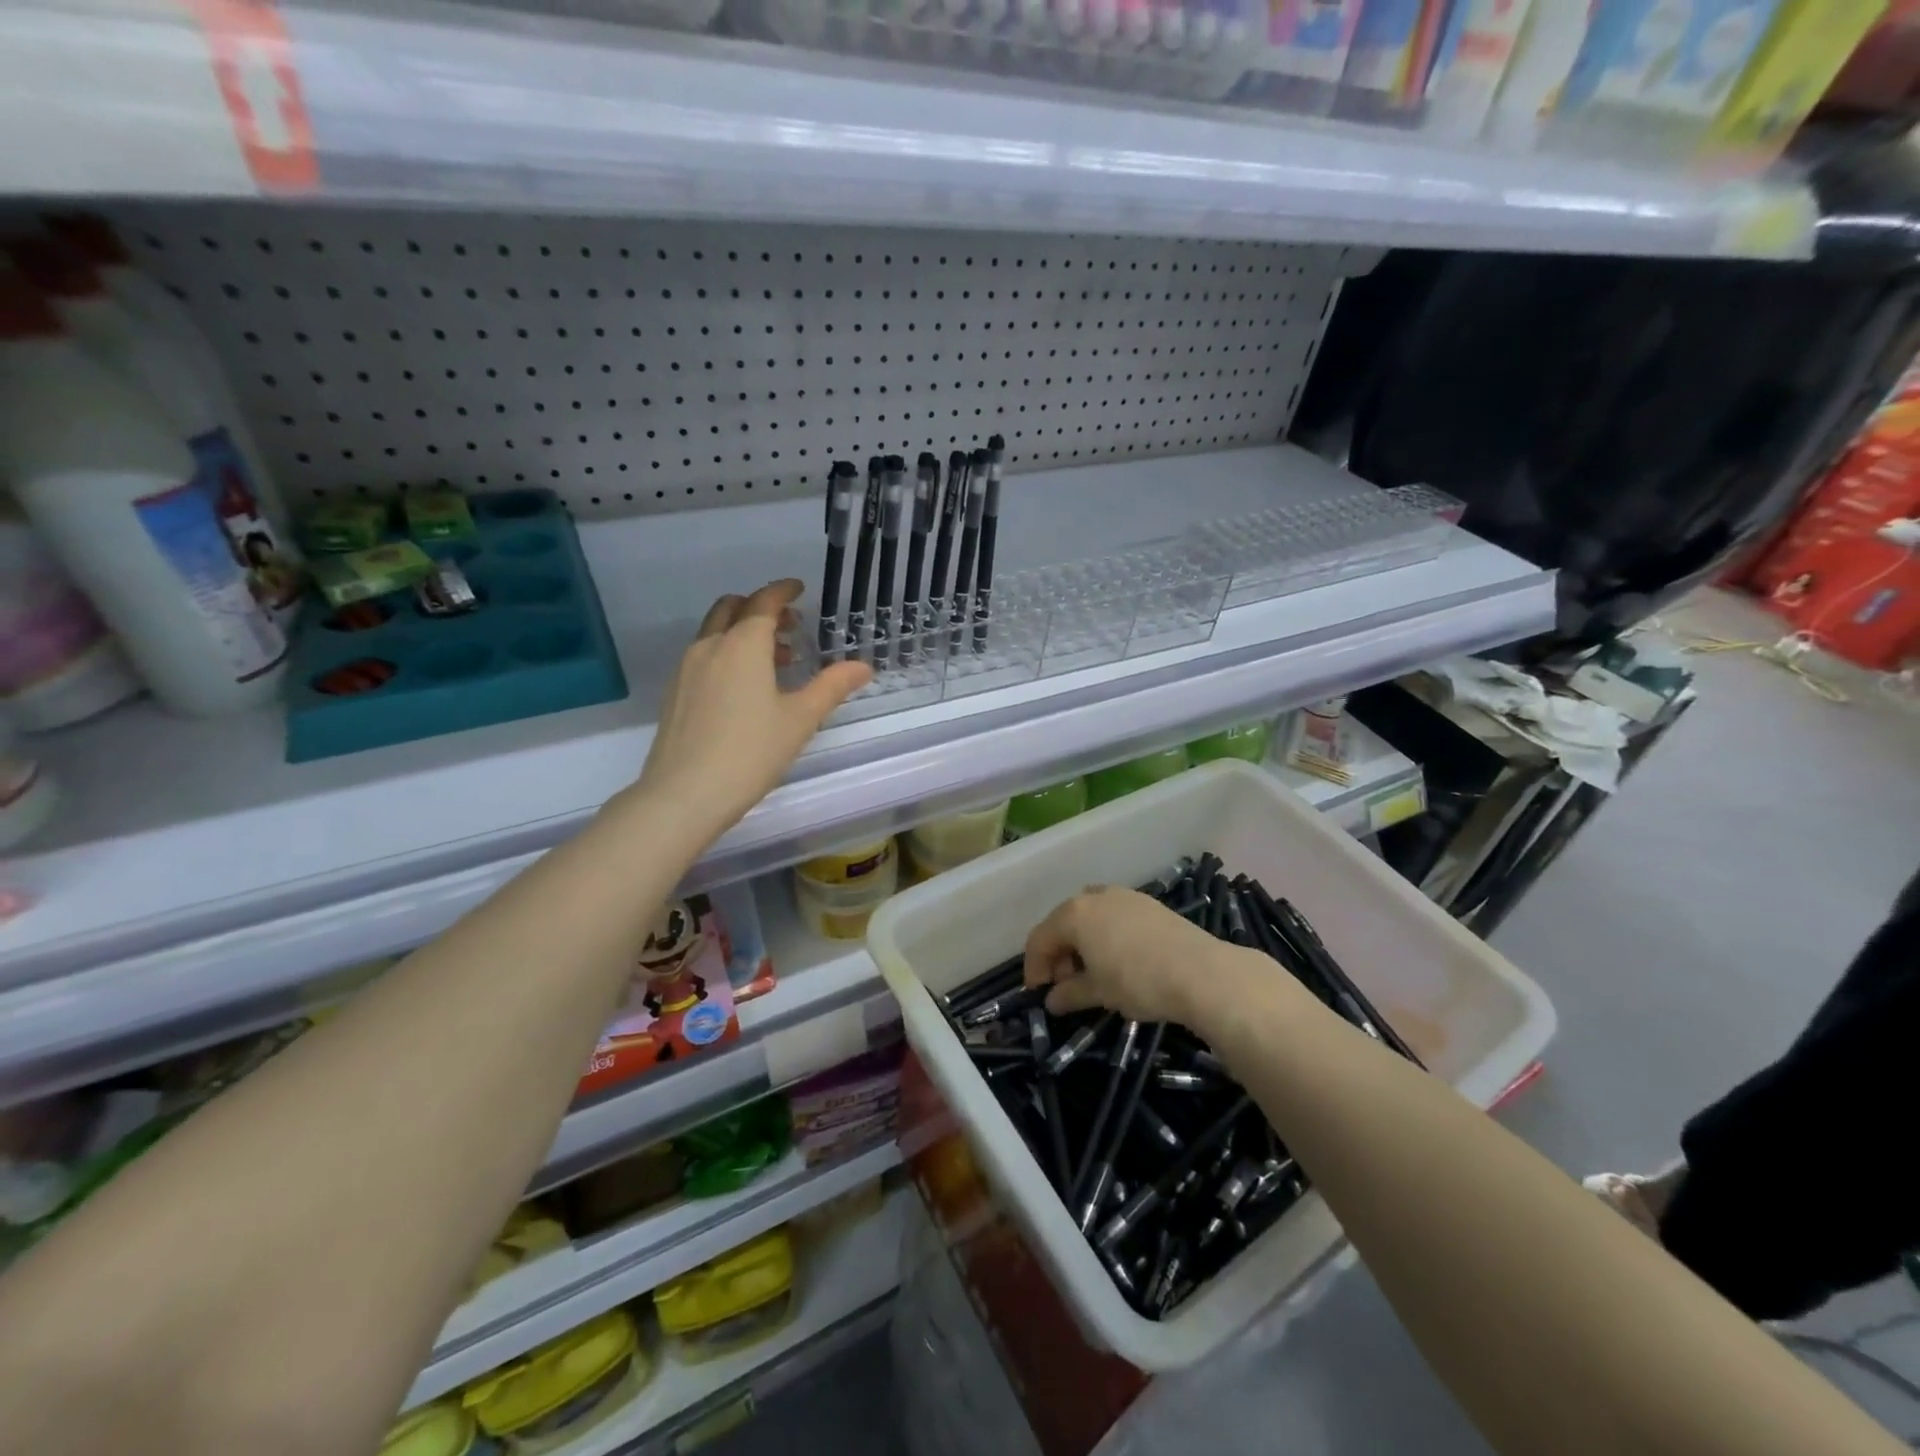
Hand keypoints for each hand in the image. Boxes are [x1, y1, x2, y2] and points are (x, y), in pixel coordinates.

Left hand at [631, 580, 870, 840]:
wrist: (684, 794)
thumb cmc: (751, 753)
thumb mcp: (801, 719)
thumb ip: (832, 686)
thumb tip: (863, 666)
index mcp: (743, 645)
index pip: (764, 602)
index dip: (783, 591)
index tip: (799, 588)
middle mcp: (710, 646)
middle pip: (732, 608)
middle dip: (761, 608)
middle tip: (789, 626)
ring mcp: (687, 669)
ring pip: (715, 632)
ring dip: (743, 632)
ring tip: (774, 661)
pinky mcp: (675, 692)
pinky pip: (704, 655)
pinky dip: (726, 652)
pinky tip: (744, 687)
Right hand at [1022, 886, 1259, 1029]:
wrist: (1201, 972)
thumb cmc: (1138, 981)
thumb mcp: (1098, 993)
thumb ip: (1069, 994)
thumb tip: (1052, 1001)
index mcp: (1074, 914)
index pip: (1040, 939)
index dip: (1034, 967)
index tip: (1038, 994)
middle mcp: (1095, 896)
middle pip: (1064, 923)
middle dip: (1059, 955)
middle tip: (1065, 986)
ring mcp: (1124, 896)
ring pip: (1090, 918)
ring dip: (1082, 945)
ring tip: (1093, 975)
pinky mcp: (1149, 904)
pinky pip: (1114, 917)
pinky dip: (1106, 937)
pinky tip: (1119, 961)